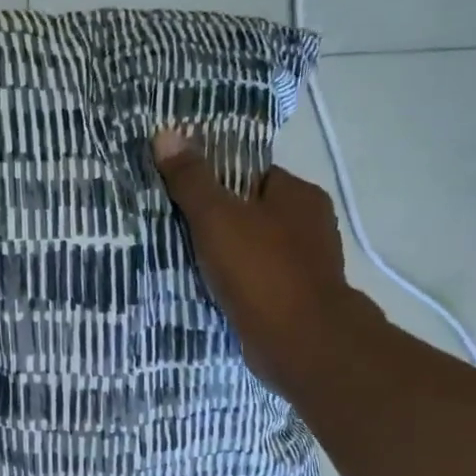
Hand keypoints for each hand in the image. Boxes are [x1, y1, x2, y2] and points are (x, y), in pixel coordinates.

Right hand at [151, 128, 379, 387]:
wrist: (300, 342)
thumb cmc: (260, 270)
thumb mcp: (216, 218)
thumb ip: (191, 180)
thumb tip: (166, 133)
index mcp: (298, 195)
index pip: (252, 175)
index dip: (217, 182)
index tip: (183, 195)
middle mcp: (309, 225)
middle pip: (252, 213)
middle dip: (219, 222)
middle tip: (176, 230)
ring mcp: (306, 265)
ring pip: (254, 249)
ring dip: (225, 256)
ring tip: (184, 262)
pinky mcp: (295, 299)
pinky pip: (257, 281)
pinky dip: (236, 284)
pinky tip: (209, 291)